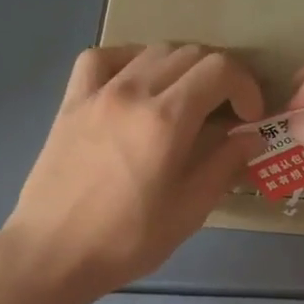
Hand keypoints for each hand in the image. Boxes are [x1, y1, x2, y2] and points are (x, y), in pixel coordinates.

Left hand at [0, 43, 263, 298]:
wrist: (53, 253)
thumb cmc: (127, 240)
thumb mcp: (189, 211)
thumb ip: (223, 165)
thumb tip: (249, 137)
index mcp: (166, 119)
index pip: (220, 70)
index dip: (246, 87)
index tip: (250, 118)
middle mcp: (133, 91)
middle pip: (190, 54)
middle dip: (220, 77)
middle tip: (226, 112)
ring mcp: (98, 92)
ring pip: (151, 51)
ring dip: (182, 67)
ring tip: (187, 100)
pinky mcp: (71, 101)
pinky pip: (102, 59)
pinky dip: (130, 60)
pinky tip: (136, 83)